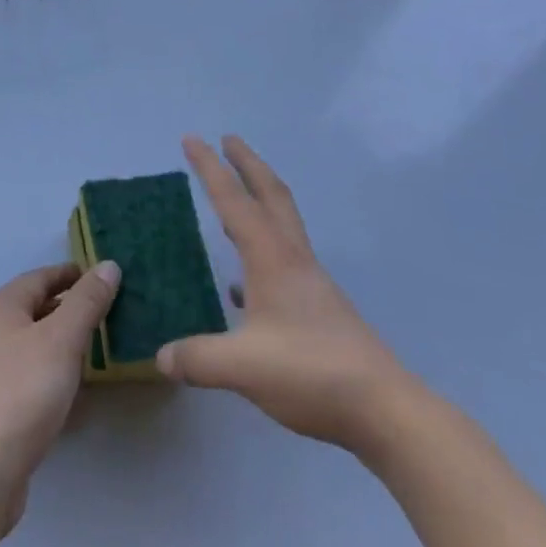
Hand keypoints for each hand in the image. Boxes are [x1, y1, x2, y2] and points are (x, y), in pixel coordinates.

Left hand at [0, 261, 118, 532]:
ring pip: (32, 341)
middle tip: (107, 312)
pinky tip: (74, 386)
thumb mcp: (63, 339)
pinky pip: (29, 372)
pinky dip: (52, 369)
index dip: (72, 274)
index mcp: (1, 306)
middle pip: (35, 307)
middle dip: (70, 307)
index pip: (41, 276)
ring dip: (62, 340)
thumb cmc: (25, 390)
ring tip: (97, 347)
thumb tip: (108, 265)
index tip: (103, 277)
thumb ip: (87, 301)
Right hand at [157, 135, 426, 466]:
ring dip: (259, 198)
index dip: (210, 168)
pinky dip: (261, 253)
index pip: (233, 200)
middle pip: (271, 194)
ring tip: (235, 195)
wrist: (384, 408)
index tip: (191, 137)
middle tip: (228, 139)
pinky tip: (242, 287)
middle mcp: (292, 258)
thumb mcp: (243, 367)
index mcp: (271, 257)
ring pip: (282, 223)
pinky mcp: (319, 307)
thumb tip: (161, 356)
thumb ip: (199, 358)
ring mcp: (310, 282)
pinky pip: (284, 261)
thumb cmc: (311, 372)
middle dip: (247, 163)